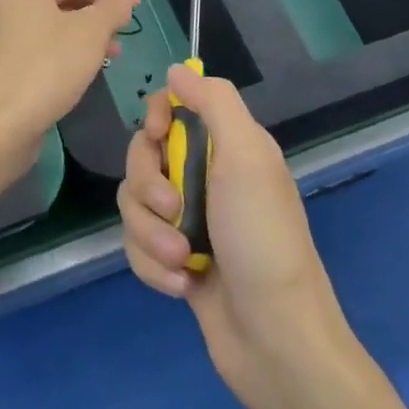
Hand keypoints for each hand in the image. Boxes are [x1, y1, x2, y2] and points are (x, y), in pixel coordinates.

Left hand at [0, 0, 141, 168]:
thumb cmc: (45, 70)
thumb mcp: (89, 34)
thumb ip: (112, 7)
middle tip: (134, 3)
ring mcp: (10, 26)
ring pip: (61, 11)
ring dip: (93, 19)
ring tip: (122, 33)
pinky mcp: (12, 55)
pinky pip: (52, 34)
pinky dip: (77, 38)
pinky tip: (99, 56)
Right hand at [118, 65, 350, 408]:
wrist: (274, 339)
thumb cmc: (262, 238)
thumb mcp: (247, 157)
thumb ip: (214, 104)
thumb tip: (177, 69)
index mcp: (228, 146)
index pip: (175, 107)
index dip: (157, 117)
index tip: (157, 137)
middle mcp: (205, 177)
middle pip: (143, 156)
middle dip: (149, 186)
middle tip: (173, 208)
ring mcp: (187, 221)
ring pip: (134, 204)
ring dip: (151, 234)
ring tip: (183, 260)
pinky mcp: (173, 260)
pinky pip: (136, 245)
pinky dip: (154, 265)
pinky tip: (183, 286)